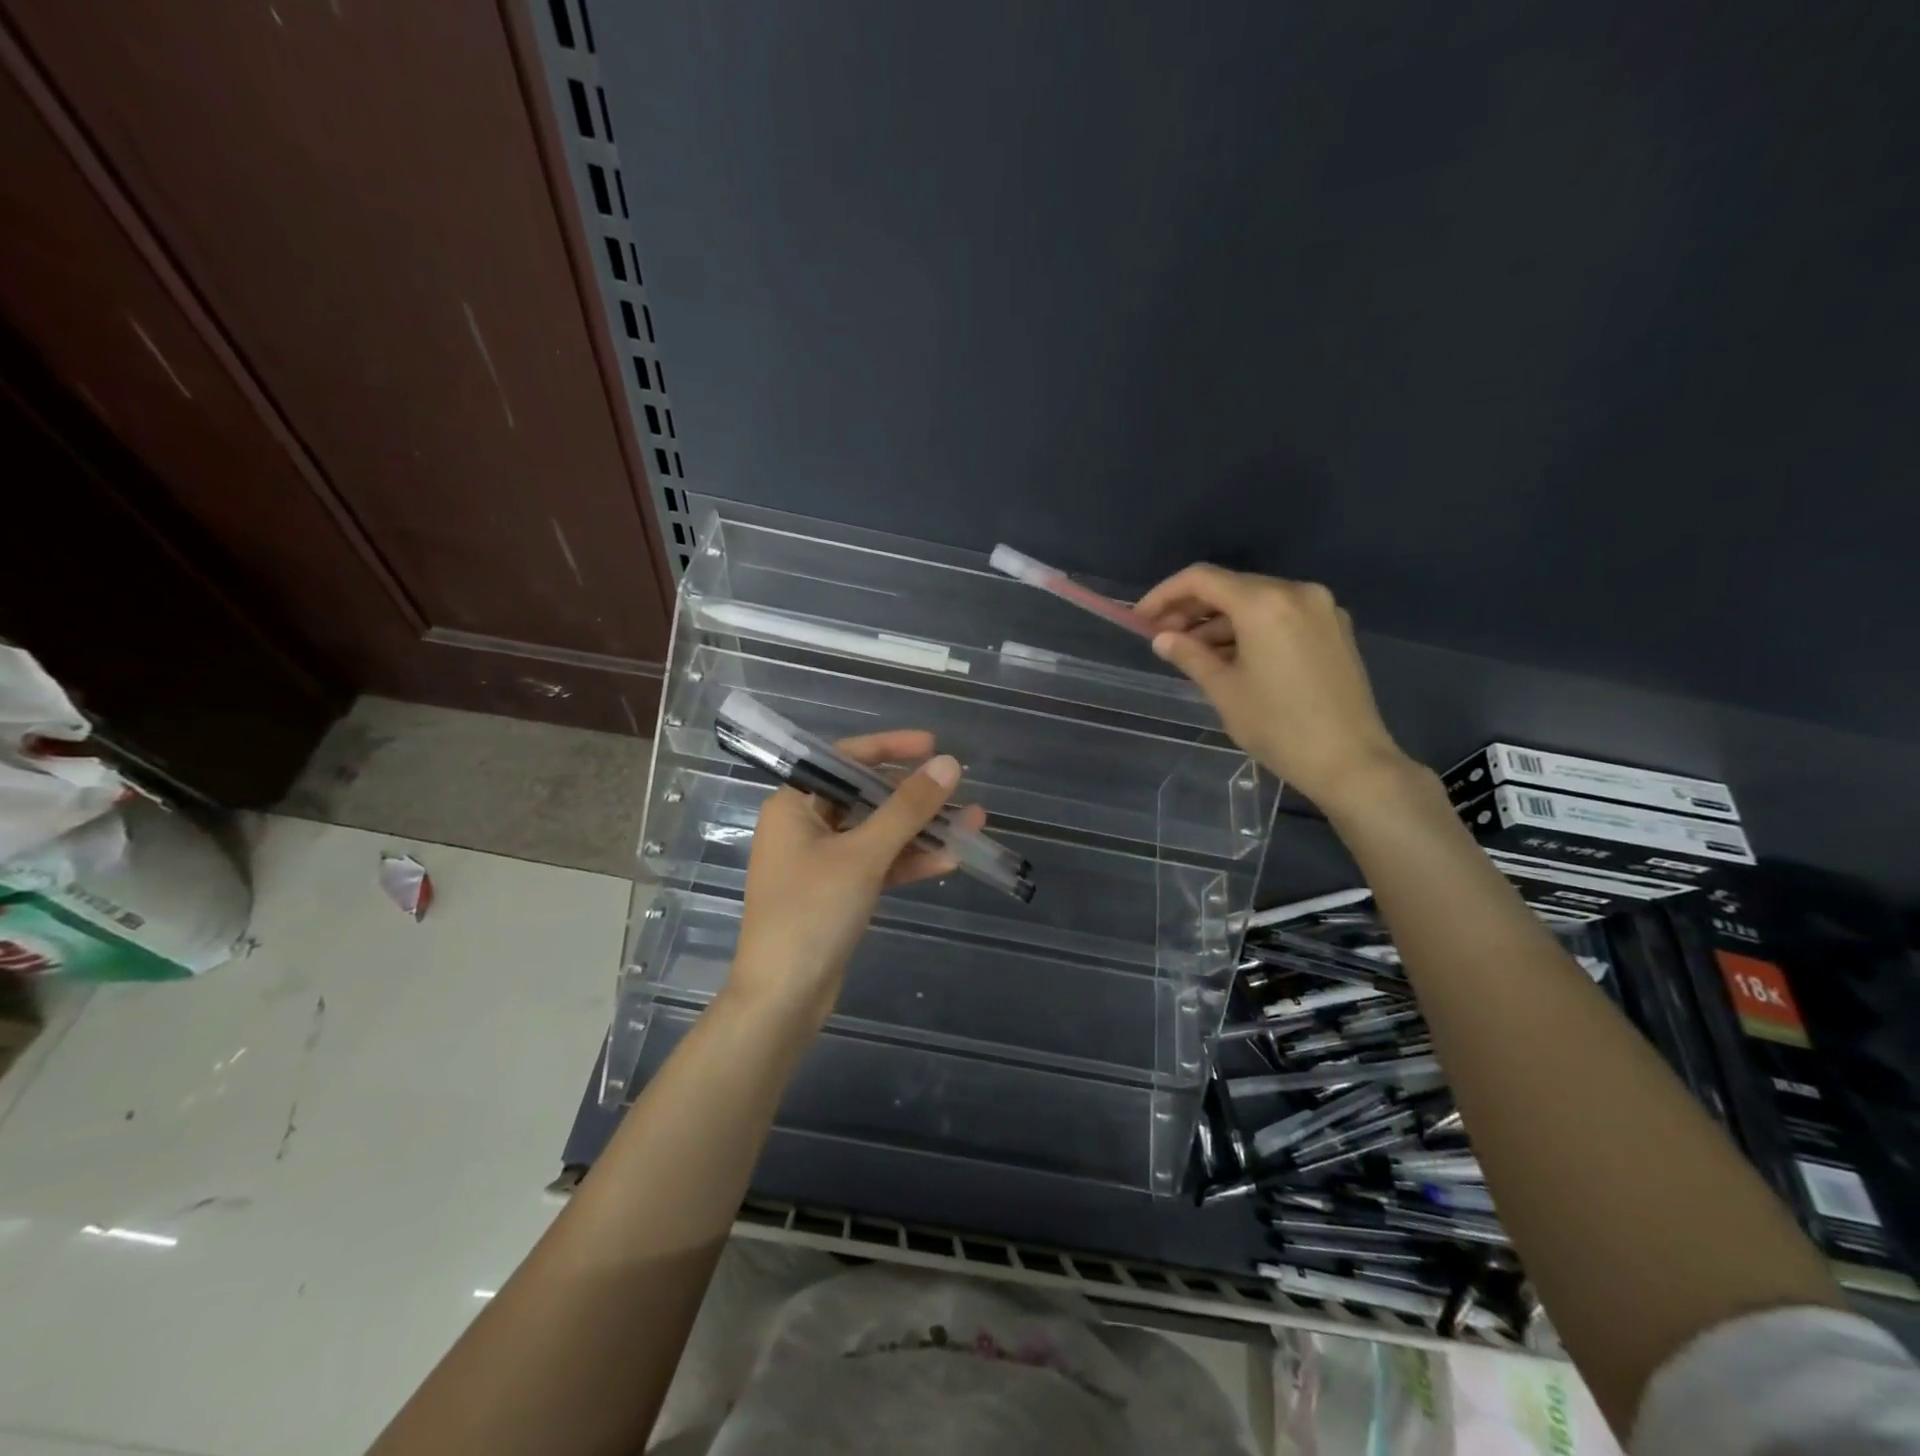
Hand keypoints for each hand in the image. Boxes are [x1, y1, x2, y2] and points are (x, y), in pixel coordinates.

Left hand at [729, 730, 981, 1029]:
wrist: (783, 999)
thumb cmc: (811, 913)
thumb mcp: (863, 855)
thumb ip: (907, 808)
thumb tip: (948, 764)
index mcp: (794, 805)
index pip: (844, 759)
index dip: (890, 748)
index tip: (932, 745)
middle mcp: (805, 826)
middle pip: (866, 795)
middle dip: (914, 795)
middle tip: (957, 788)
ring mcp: (822, 861)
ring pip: (878, 832)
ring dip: (921, 829)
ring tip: (972, 821)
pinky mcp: (838, 892)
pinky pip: (878, 864)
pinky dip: (909, 861)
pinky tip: (950, 859)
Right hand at [1137, 565, 1412, 813]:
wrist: (1350, 761)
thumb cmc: (1278, 726)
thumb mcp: (1224, 690)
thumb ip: (1189, 655)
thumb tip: (1162, 639)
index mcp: (1264, 603)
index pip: (1202, 579)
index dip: (1164, 595)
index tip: (1141, 619)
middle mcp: (1296, 592)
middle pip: (1231, 586)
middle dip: (1192, 609)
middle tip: (1163, 638)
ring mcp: (1321, 609)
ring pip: (1256, 601)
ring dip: (1220, 621)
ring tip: (1193, 652)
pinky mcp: (1335, 629)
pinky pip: (1281, 615)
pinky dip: (1250, 628)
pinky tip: (1232, 656)